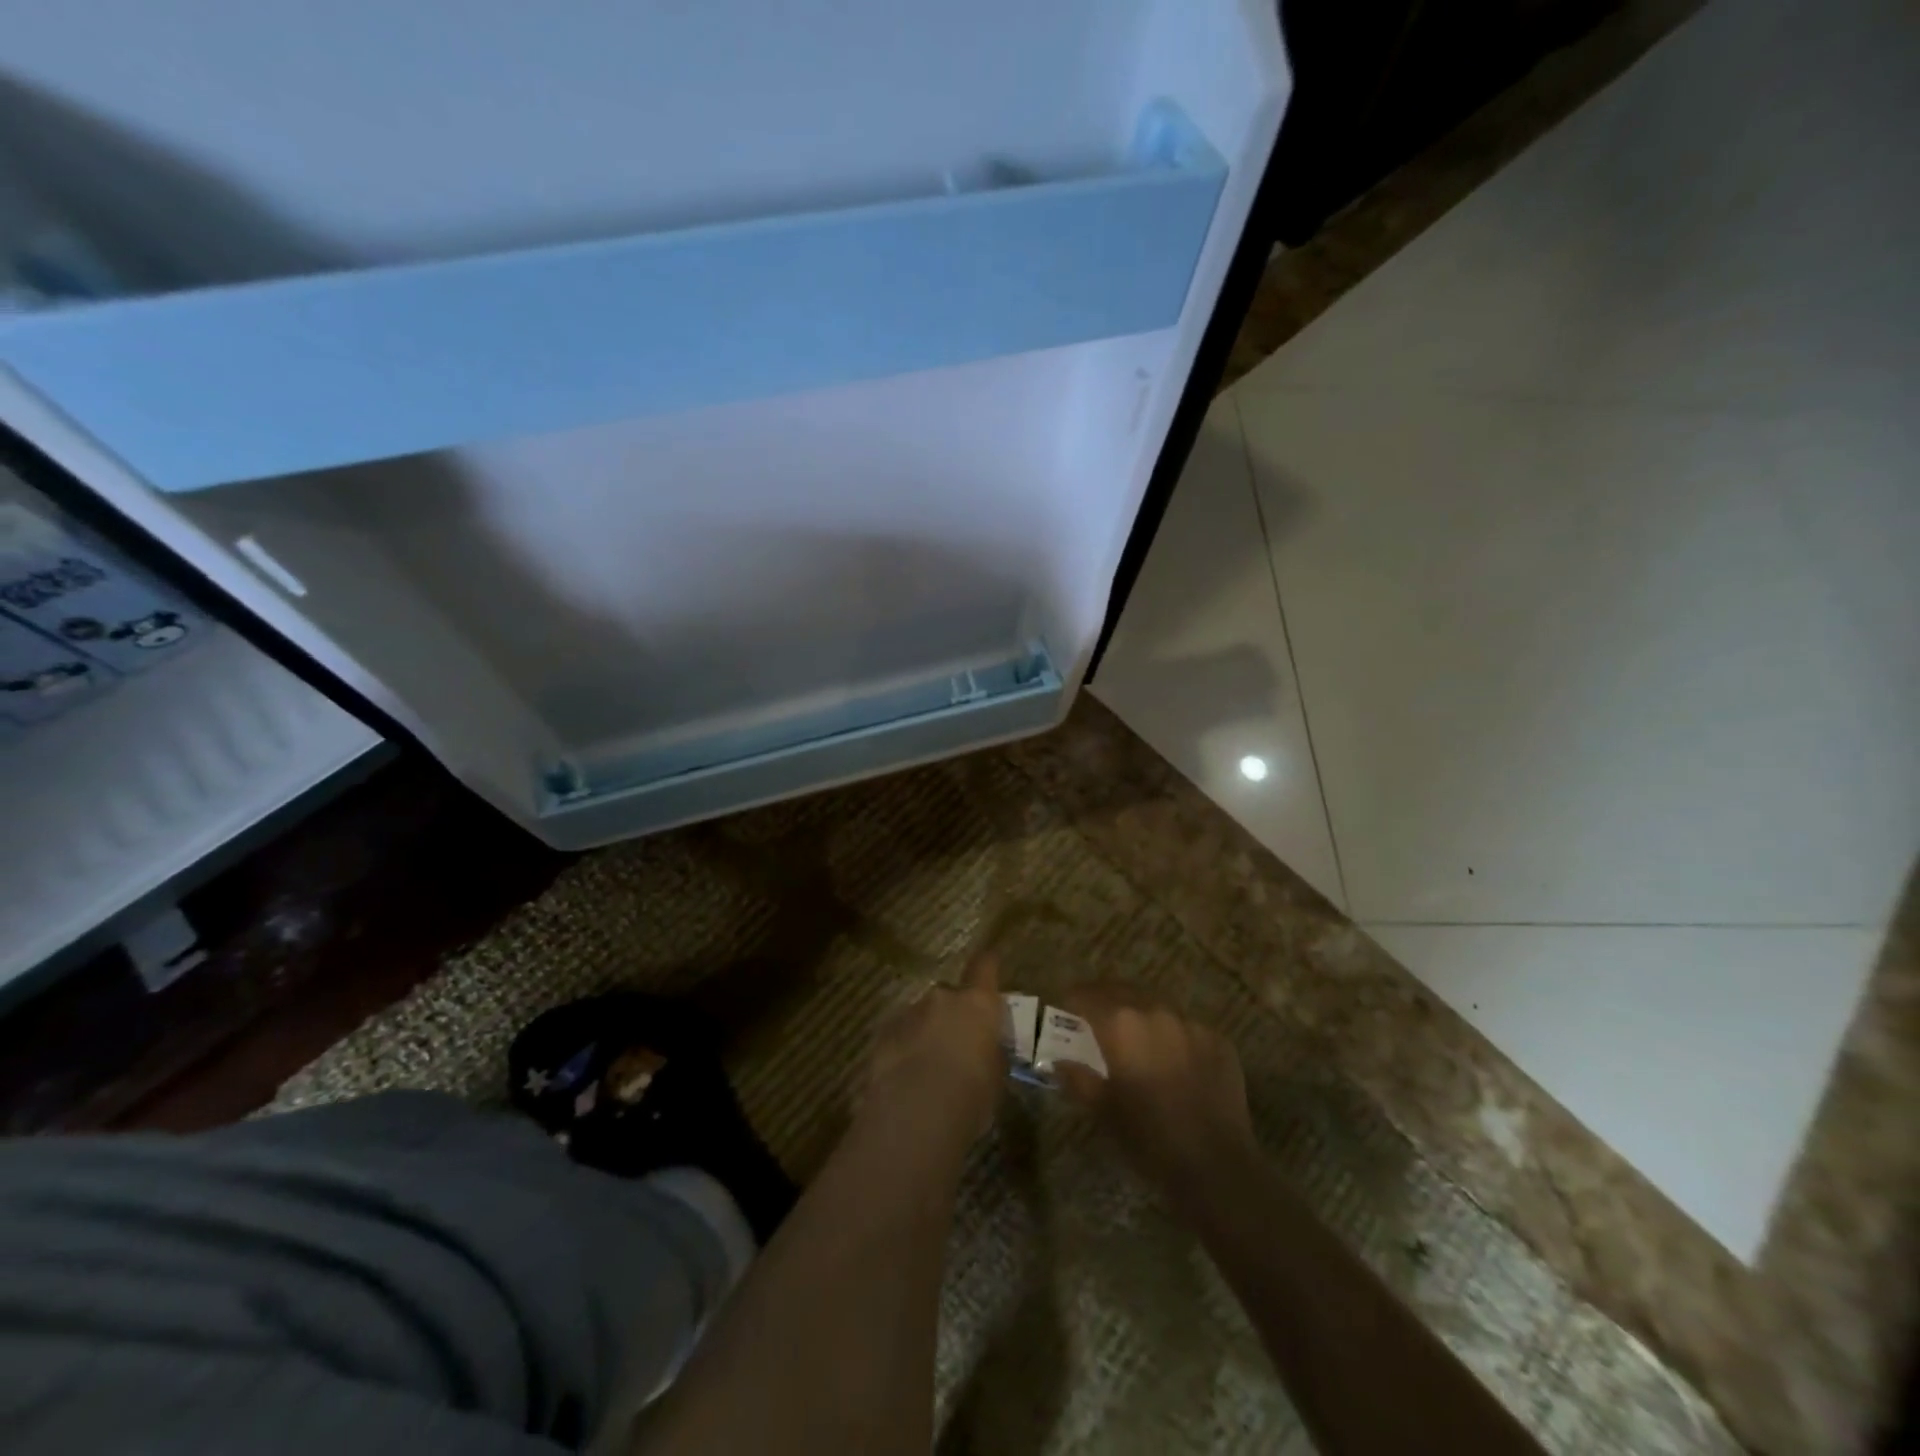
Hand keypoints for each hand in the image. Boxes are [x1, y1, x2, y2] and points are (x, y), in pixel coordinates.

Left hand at [864, 954, 1007, 1147]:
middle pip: (950, 995)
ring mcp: (910, 1012)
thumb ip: (990, 1054)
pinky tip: (906, 1077)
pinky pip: (901, 1033)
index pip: (985, 966)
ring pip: (923, 1015)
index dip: (988, 966)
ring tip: (929, 1067)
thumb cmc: (970, 1097)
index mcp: (977, 1004)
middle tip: (957, 1044)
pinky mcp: (883, 1033)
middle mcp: (943, 998)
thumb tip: (984, 1050)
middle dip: (953, 1014)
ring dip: (927, 1031)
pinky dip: (905, 1047)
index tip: (990, 966)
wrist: (915, 1113)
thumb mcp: (995, 1078)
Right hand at [1054, 986, 1257, 1199]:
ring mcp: (1191, 1023)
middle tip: (1095, 1016)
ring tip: (1135, 1035)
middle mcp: (1156, 1011)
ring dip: (1141, 1014)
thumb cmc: (1149, 1138)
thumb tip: (1059, 1062)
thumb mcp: (1103, 1111)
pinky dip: (1173, 1035)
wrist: (1216, 1168)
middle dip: (1105, 1000)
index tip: (1065, 1007)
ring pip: (1157, 1006)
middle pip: (1122, 991)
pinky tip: (1173, 1059)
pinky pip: (1187, 1027)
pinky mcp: (1219, 1040)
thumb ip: (1078, 1079)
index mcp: (1121, 1024)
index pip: (1087, 996)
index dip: (1072, 1000)